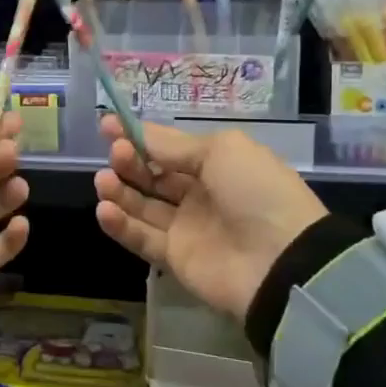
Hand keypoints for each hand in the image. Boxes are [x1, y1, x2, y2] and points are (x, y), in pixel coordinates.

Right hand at [93, 114, 324, 319]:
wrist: (281, 260)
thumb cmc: (255, 191)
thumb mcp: (221, 151)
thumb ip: (174, 145)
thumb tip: (138, 133)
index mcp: (216, 164)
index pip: (169, 147)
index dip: (139, 136)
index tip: (107, 126)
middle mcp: (199, 194)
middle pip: (153, 175)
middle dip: (130, 161)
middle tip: (116, 154)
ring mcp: (186, 227)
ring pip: (142, 206)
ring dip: (119, 191)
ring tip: (104, 181)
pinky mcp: (174, 258)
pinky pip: (141, 238)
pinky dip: (120, 225)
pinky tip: (104, 209)